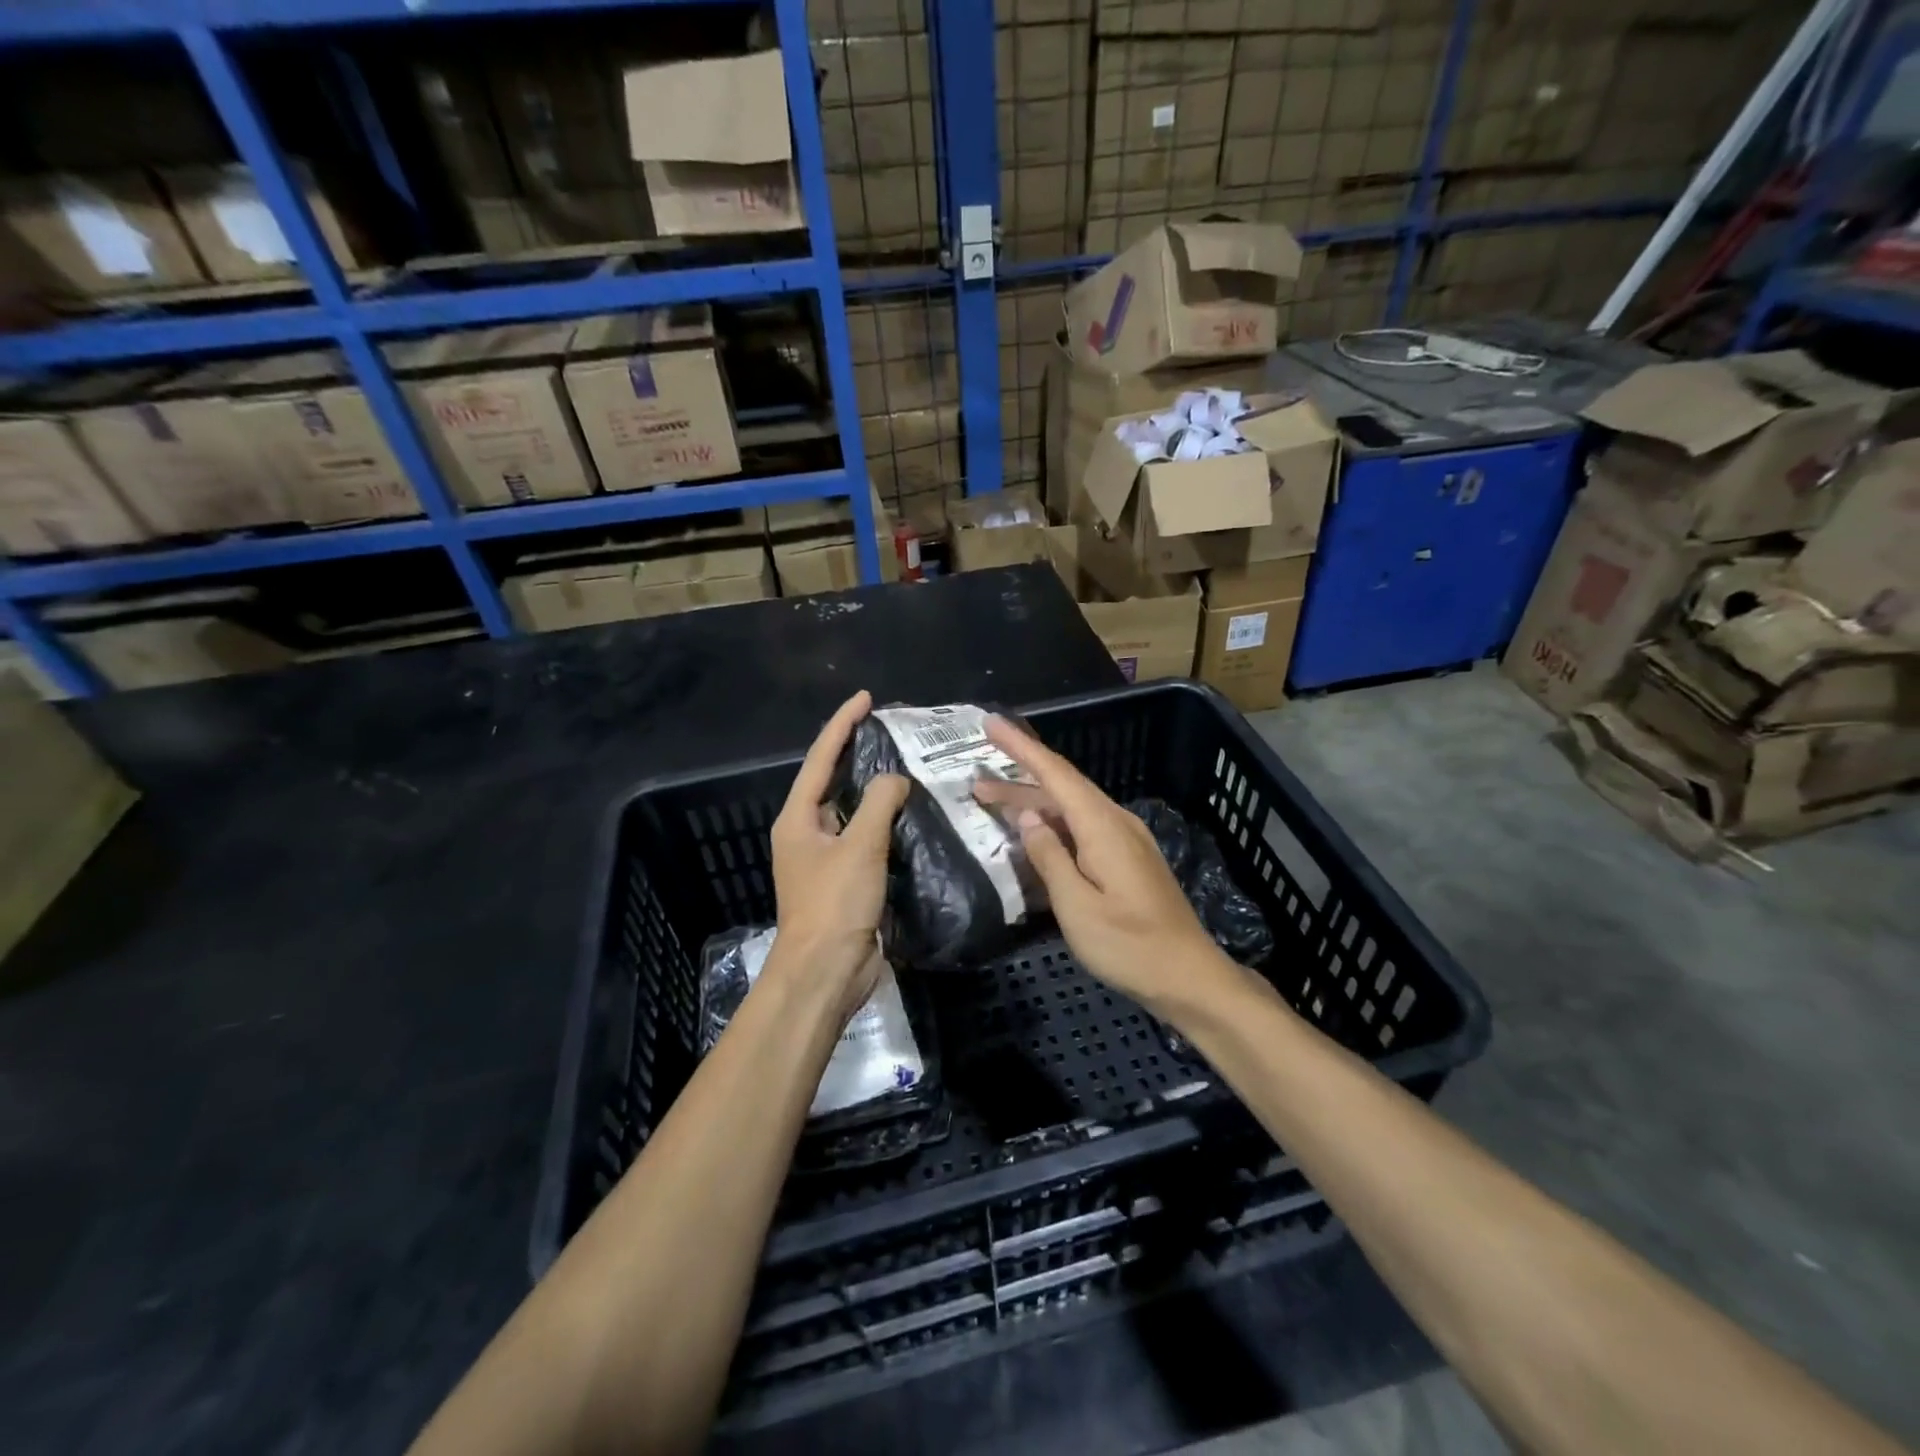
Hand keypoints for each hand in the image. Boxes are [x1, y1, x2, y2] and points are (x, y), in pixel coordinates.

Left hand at [766, 691, 909, 1022]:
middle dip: (856, 753)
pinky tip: (910, 816)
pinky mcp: (844, 880)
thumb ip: (878, 804)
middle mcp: (807, 832)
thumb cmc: (834, 904)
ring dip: (873, 789)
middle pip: (832, 781)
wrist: (825, 972)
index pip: (820, 758)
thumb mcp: (859, 847)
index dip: (842, 725)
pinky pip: (865, 839)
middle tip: (890, 730)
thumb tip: (896, 780)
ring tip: (906, 766)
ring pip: (851, 812)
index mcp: (798, 818)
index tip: (865, 698)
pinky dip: (884, 823)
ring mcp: (825, 858)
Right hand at [981, 716, 1233, 1018]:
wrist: (1189, 976)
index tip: (992, 723)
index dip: (1021, 747)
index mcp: (1102, 826)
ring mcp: (1126, 839)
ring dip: (1034, 803)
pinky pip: (1083, 826)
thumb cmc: (1130, 946)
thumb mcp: (1077, 907)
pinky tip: (1036, 835)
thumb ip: (1049, 858)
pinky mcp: (1129, 858)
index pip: (1055, 773)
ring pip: (1072, 808)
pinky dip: (1053, 822)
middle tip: (976, 782)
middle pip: (1062, 788)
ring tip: (994, 804)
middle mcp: (1116, 822)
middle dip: (1018, 780)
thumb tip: (1029, 818)